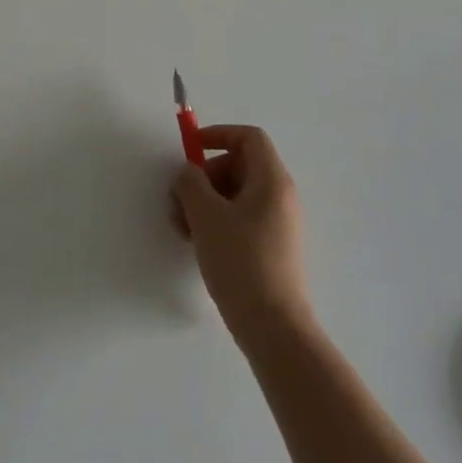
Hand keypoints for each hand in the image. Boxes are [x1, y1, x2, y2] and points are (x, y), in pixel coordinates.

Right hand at [172, 125, 313, 345]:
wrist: (274, 327)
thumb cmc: (241, 262)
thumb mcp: (206, 217)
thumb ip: (191, 183)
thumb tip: (188, 172)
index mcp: (272, 180)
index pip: (249, 138)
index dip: (219, 135)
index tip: (191, 150)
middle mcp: (281, 196)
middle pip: (240, 166)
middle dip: (205, 176)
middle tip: (179, 200)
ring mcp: (279, 223)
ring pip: (238, 195)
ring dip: (206, 202)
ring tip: (183, 227)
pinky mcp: (273, 247)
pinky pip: (243, 218)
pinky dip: (219, 221)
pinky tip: (199, 244)